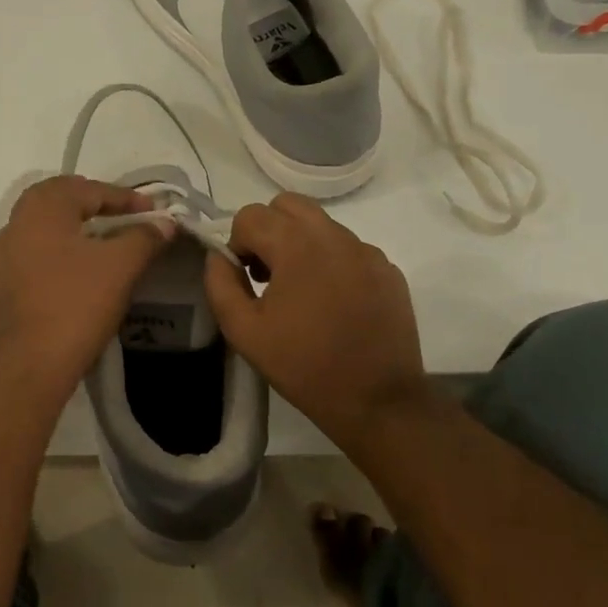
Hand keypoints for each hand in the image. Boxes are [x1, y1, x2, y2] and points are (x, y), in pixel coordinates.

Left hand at [0, 175, 173, 395]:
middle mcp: (16, 227)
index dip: (124, 197)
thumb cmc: (79, 302)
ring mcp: (2, 262)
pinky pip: (15, 271)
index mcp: (43, 210)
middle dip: (87, 203)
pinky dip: (32, 268)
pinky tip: (42, 277)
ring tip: (87, 241)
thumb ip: (144, 237)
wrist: (35, 361)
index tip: (153, 211)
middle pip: (54, 202)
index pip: (88, 190)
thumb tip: (165, 223)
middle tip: (117, 213)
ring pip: (32, 233)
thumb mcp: (122, 264)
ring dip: (60, 232)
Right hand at [203, 193, 431, 449]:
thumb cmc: (304, 366)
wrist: (377, 402)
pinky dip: (332, 262)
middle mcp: (335, 236)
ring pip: (321, 224)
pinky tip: (333, 303)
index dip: (238, 243)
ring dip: (300, 244)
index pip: (251, 215)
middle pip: (288, 205)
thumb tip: (219, 256)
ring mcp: (367, 251)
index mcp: (297, 246)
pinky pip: (349, 248)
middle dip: (269, 229)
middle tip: (268, 273)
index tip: (246, 279)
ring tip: (300, 291)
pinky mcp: (388, 270)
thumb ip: (221, 284)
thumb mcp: (243, 331)